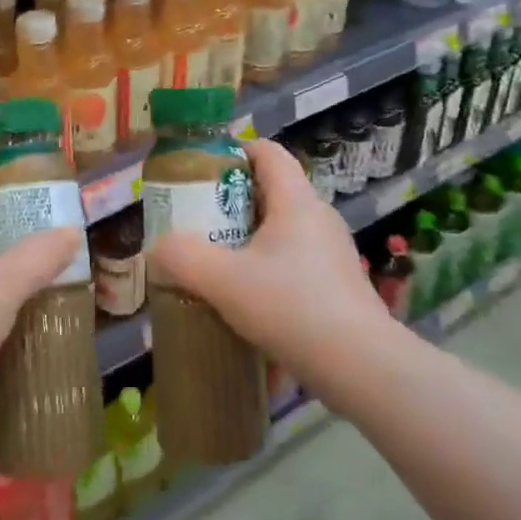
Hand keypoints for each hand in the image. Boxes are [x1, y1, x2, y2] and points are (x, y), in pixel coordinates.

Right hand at [150, 138, 388, 409]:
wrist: (362, 368)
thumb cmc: (292, 307)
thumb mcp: (224, 281)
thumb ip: (183, 258)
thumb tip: (157, 250)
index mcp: (296, 201)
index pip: (268, 152)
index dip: (234, 151)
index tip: (201, 169)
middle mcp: (318, 218)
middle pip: (271, 192)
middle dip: (230, 203)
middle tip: (197, 222)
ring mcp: (332, 254)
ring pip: (282, 232)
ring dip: (247, 241)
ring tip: (215, 264)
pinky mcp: (337, 287)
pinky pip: (294, 264)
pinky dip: (267, 271)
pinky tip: (246, 302)